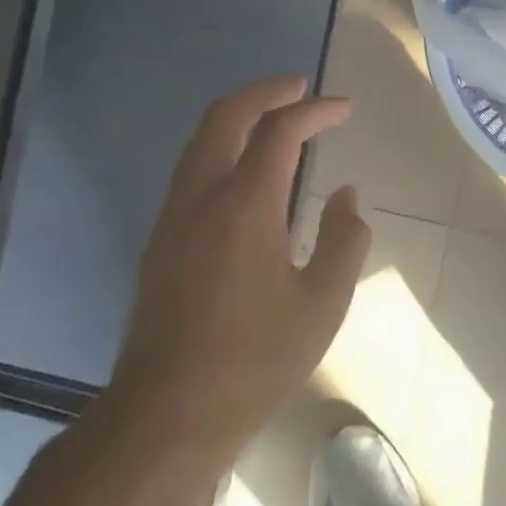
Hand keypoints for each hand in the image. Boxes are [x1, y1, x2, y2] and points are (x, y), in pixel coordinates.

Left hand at [107, 77, 371, 460]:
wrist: (166, 416)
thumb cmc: (254, 361)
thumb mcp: (322, 304)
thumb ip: (344, 240)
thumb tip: (345, 195)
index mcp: (245, 205)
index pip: (281, 130)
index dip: (315, 110)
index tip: (344, 108)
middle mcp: (202, 196)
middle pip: (227, 115)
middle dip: (267, 92)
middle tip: (301, 88)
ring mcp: (173, 216)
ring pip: (201, 138)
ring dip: (240, 115)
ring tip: (276, 117)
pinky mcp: (160, 239)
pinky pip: (192, 167)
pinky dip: (222, 144)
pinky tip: (246, 169)